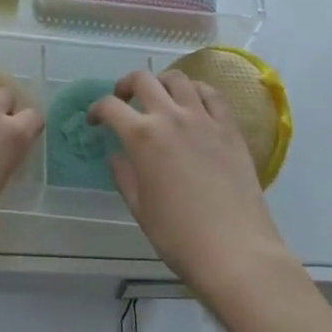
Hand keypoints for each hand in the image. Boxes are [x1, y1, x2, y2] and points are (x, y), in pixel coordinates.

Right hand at [91, 70, 294, 298]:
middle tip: (123, 100)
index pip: (110, 107)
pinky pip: (212, 94)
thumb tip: (117, 156)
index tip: (94, 120)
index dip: (97, 109)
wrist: (236, 252)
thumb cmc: (180, 237)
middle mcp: (171, 117)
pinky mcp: (230, 128)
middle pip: (143, 80)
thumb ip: (124, 176)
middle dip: (126, 85)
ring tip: (159, 97)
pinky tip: (193, 102)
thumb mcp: (140, 209)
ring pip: (178, 79)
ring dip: (161, 82)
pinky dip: (196, 90)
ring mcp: (203, 119)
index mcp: (143, 137)